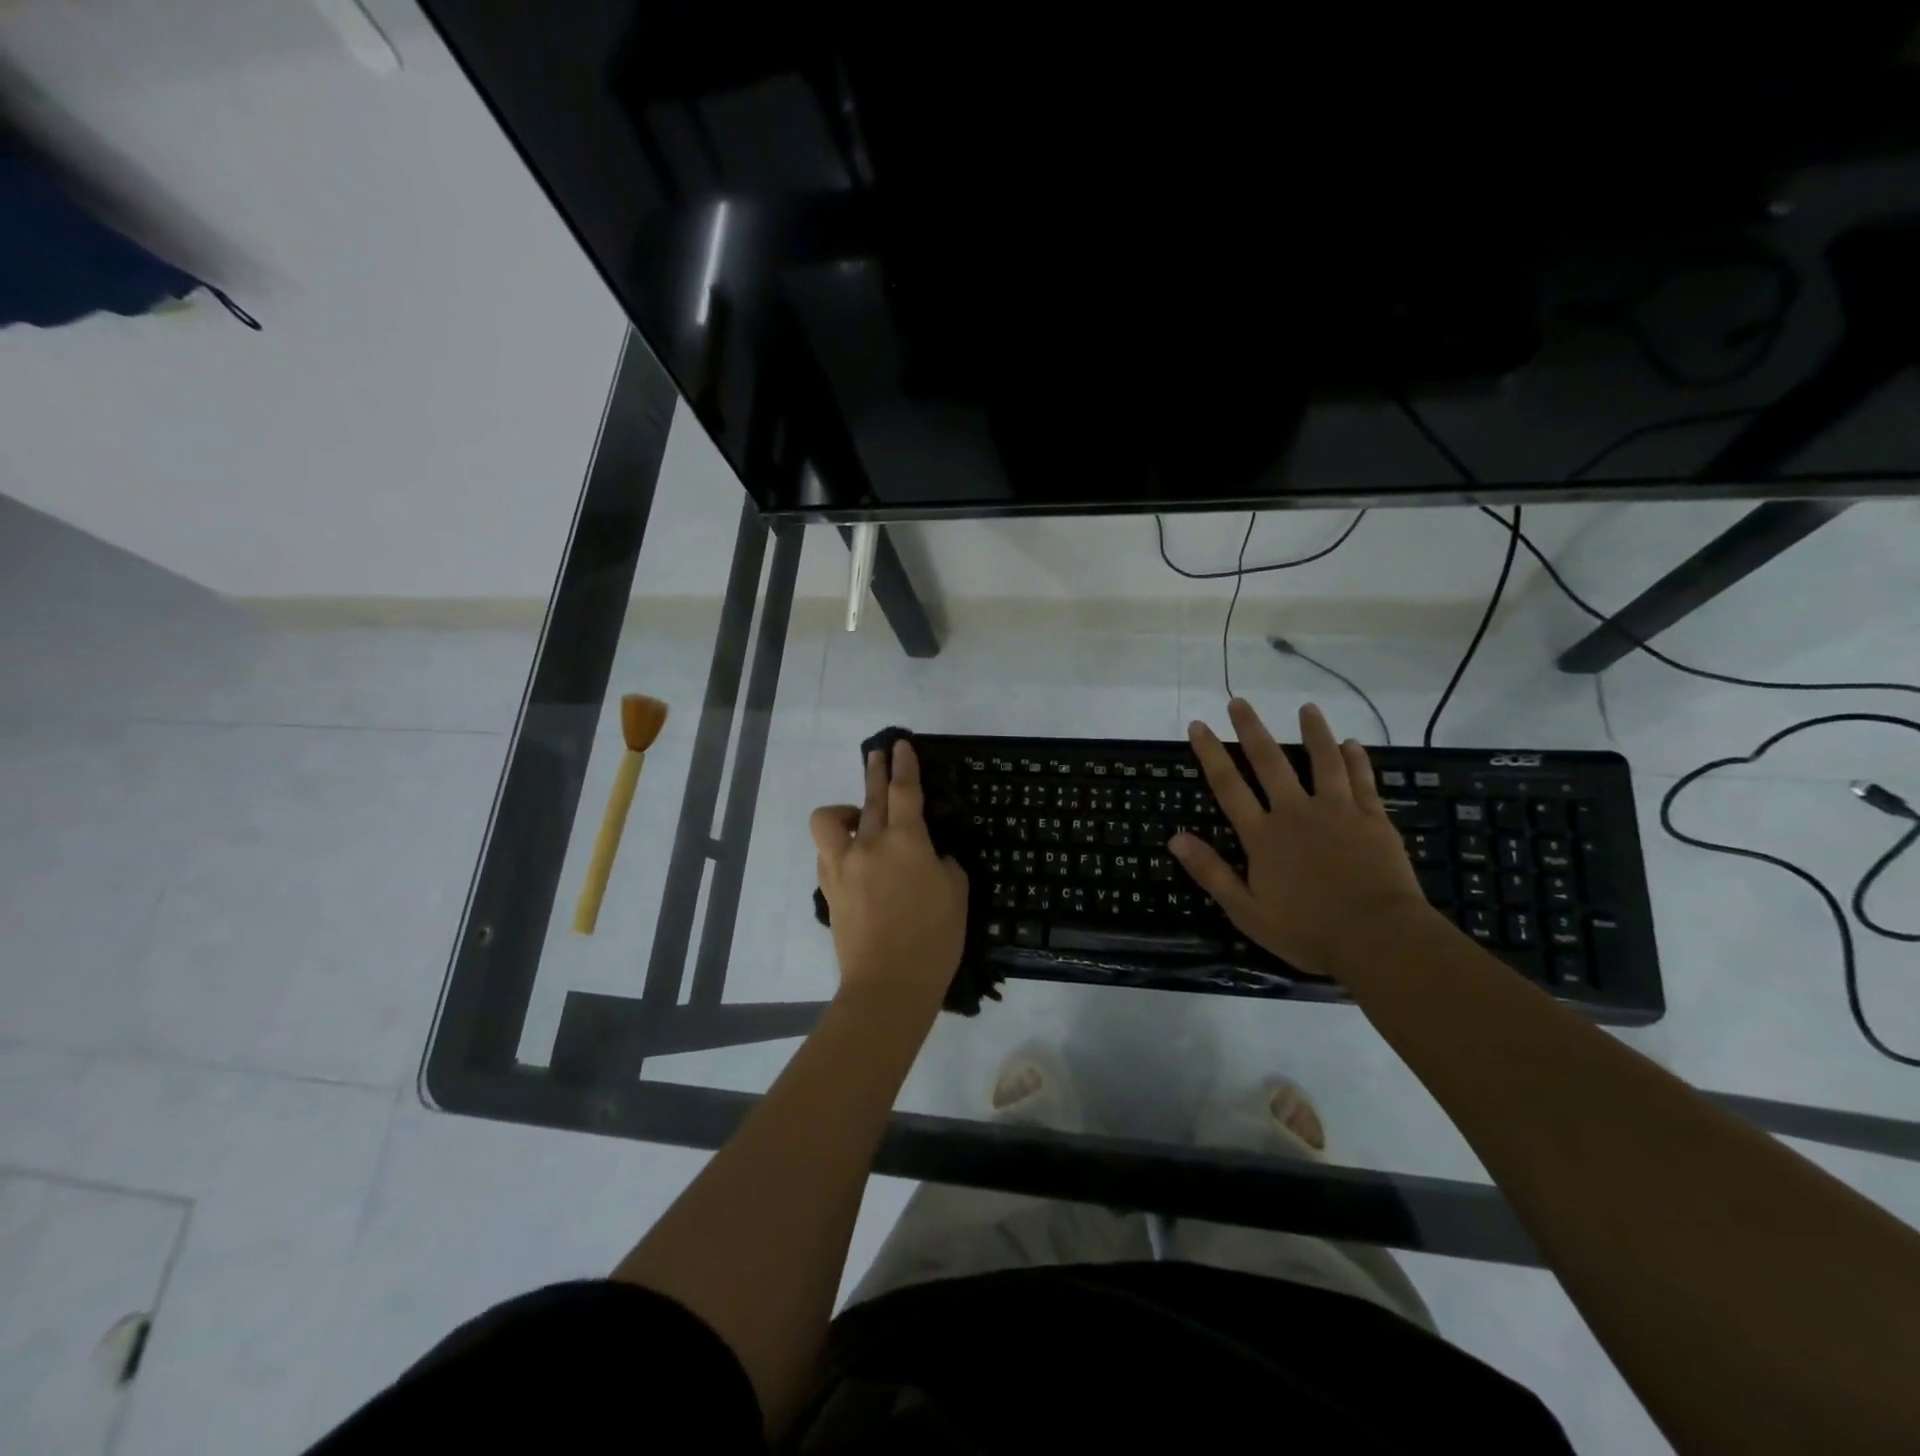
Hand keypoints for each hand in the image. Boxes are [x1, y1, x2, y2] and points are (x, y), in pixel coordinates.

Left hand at [811, 739, 968, 1009]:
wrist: (888, 984)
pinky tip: (855, 858)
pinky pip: (828, 853)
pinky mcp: (829, 889)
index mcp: (906, 841)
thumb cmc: (933, 939)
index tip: (900, 745)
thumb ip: (942, 863)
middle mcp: (868, 845)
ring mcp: (842, 866)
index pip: (904, 791)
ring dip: (846, 811)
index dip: (904, 765)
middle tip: (879, 755)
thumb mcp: (956, 893)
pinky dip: (841, 847)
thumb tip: (927, 856)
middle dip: (876, 771)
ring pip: (832, 821)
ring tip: (859, 818)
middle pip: (870, 797)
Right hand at [1170, 699, 1433, 979]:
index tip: (1199, 725)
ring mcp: (1337, 811)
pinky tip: (1352, 743)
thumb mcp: (1246, 910)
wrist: (1378, 938)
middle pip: (1270, 762)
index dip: (1211, 753)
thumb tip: (1174, 837)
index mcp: (1263, 835)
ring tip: (1306, 708)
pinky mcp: (1372, 818)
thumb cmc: (1307, 930)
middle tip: (1239, 702)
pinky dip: (1356, 759)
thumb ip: (1211, 871)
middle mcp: (1296, 812)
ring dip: (1312, 732)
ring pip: (1322, 761)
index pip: (1229, 786)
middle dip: (1251, 730)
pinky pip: (1362, 780)